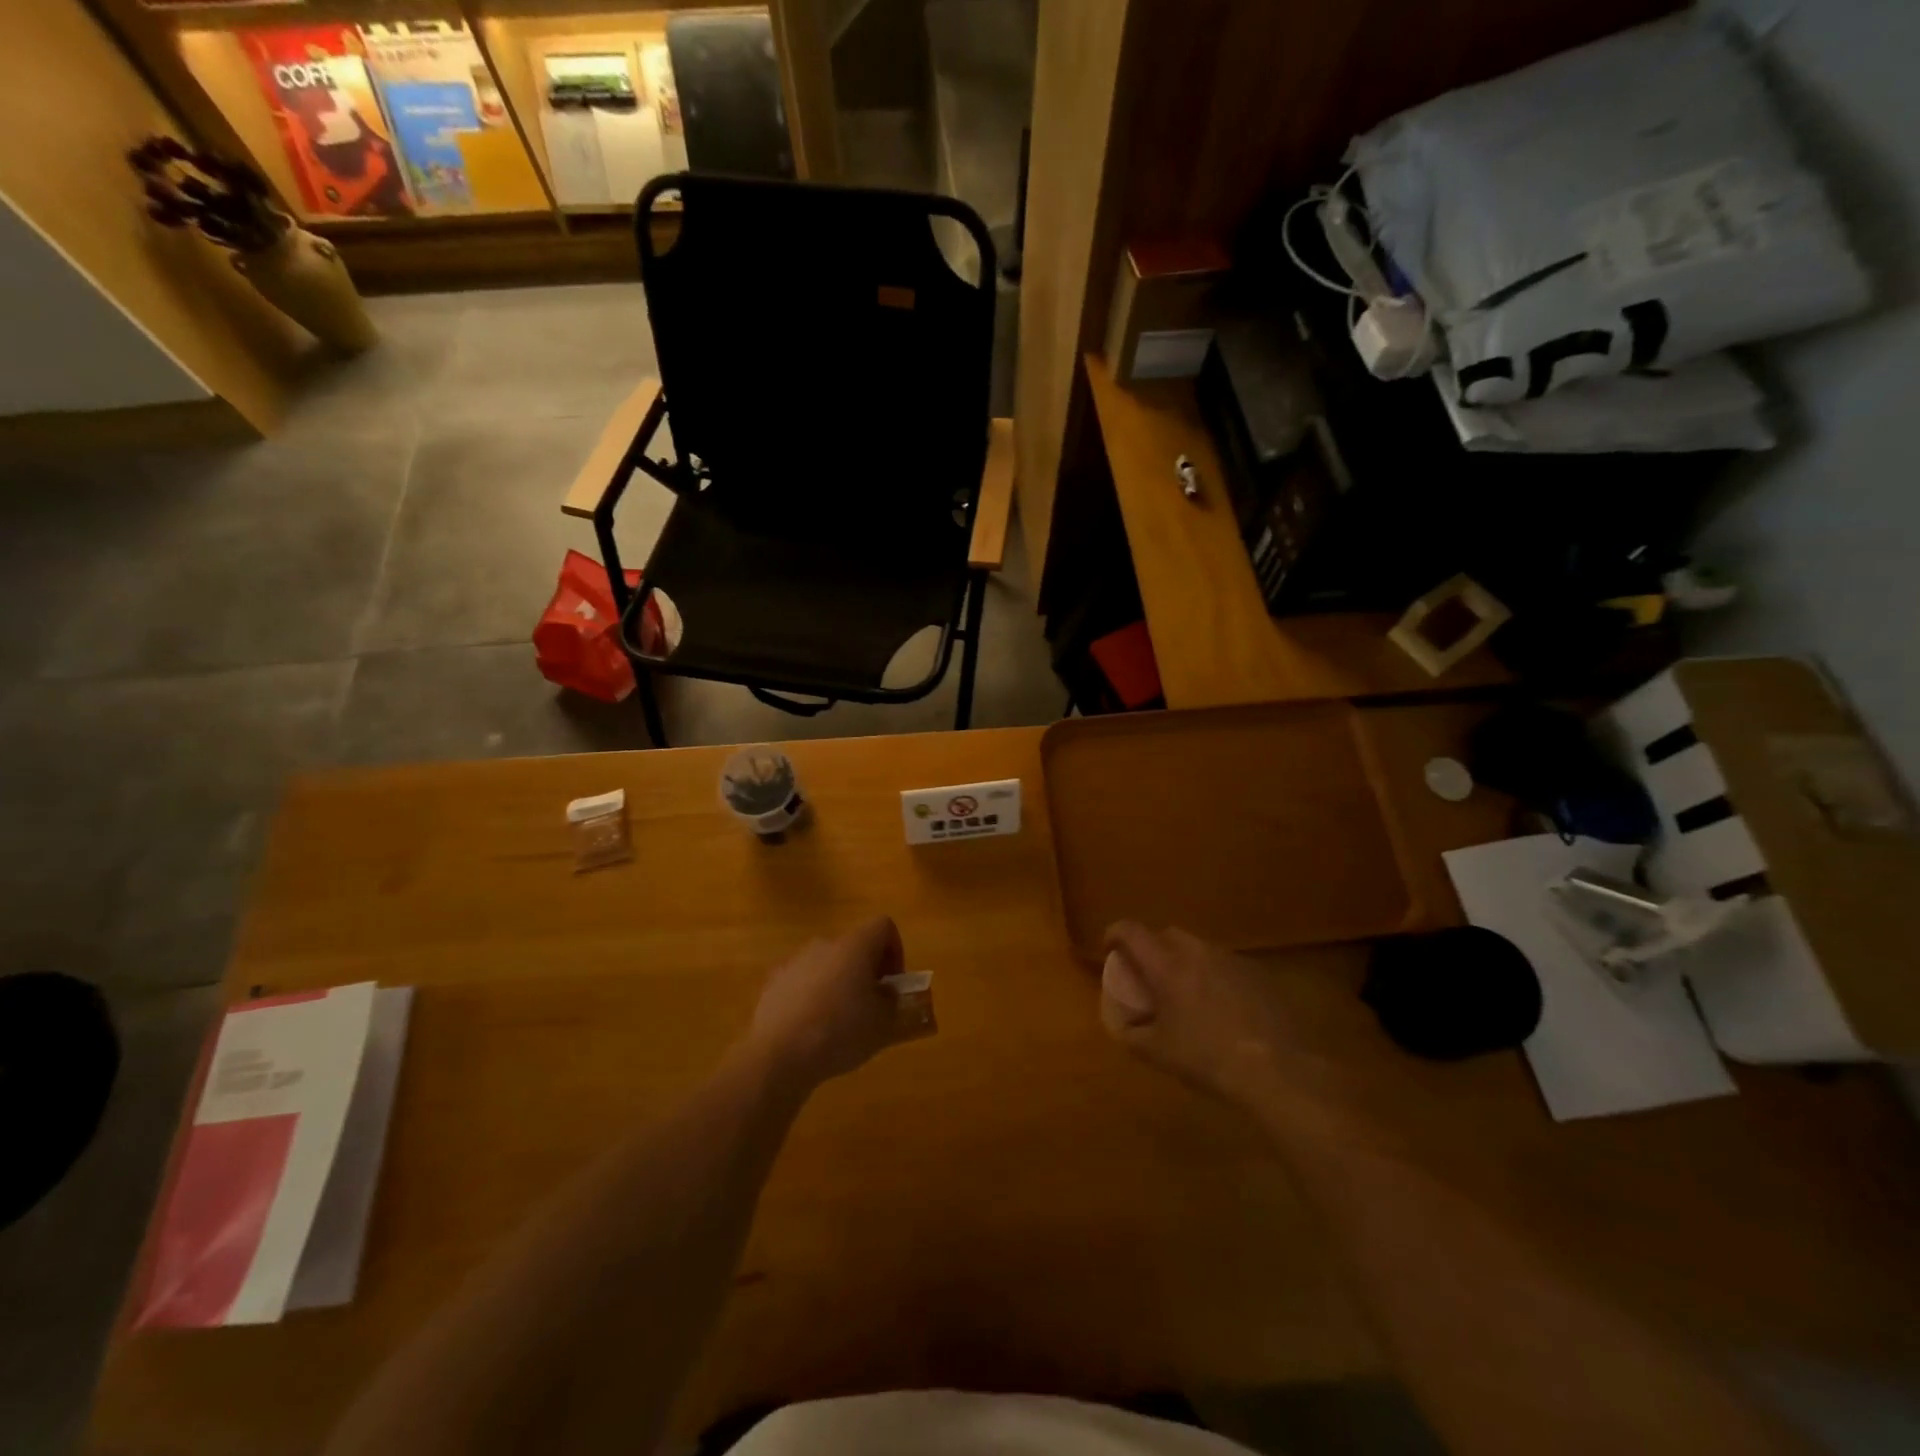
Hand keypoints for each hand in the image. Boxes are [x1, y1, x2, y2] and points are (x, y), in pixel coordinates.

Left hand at [746, 916, 906, 1090]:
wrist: (778, 1054)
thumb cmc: (839, 1032)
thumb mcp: (883, 1024)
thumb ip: (892, 1002)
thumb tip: (885, 993)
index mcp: (854, 945)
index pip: (883, 926)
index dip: (895, 950)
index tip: (892, 983)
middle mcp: (824, 944)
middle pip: (854, 946)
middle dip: (866, 972)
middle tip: (870, 1006)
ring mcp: (795, 962)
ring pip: (827, 965)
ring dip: (838, 984)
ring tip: (839, 1023)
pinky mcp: (773, 982)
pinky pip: (802, 982)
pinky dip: (812, 997)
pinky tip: (810, 1029)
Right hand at [1100, 922, 1408, 1144]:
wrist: (1276, 1069)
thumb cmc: (1206, 1058)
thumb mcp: (1156, 1052)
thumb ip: (1131, 1032)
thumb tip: (1123, 1021)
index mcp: (1166, 964)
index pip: (1131, 930)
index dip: (1114, 934)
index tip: (1109, 949)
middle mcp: (1197, 951)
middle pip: (1166, 934)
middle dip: (1152, 948)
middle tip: (1149, 976)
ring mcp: (1231, 959)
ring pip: (1197, 948)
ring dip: (1184, 961)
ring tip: (1186, 993)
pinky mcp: (1258, 972)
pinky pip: (1224, 963)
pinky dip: (1213, 975)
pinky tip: (1221, 1007)